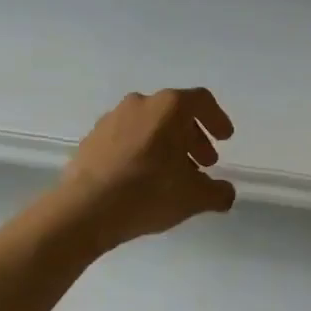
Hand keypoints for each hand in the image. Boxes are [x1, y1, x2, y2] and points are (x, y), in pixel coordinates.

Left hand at [60, 88, 237, 248]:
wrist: (85, 209)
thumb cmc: (148, 193)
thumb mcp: (194, 198)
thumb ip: (217, 193)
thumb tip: (226, 193)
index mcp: (169, 107)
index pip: (201, 101)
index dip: (217, 119)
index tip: (225, 139)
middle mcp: (140, 103)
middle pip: (175, 113)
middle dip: (193, 137)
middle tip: (203, 163)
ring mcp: (112, 118)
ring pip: (149, 125)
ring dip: (167, 145)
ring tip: (173, 175)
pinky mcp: (92, 137)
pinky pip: (126, 138)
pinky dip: (142, 151)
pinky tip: (143, 178)